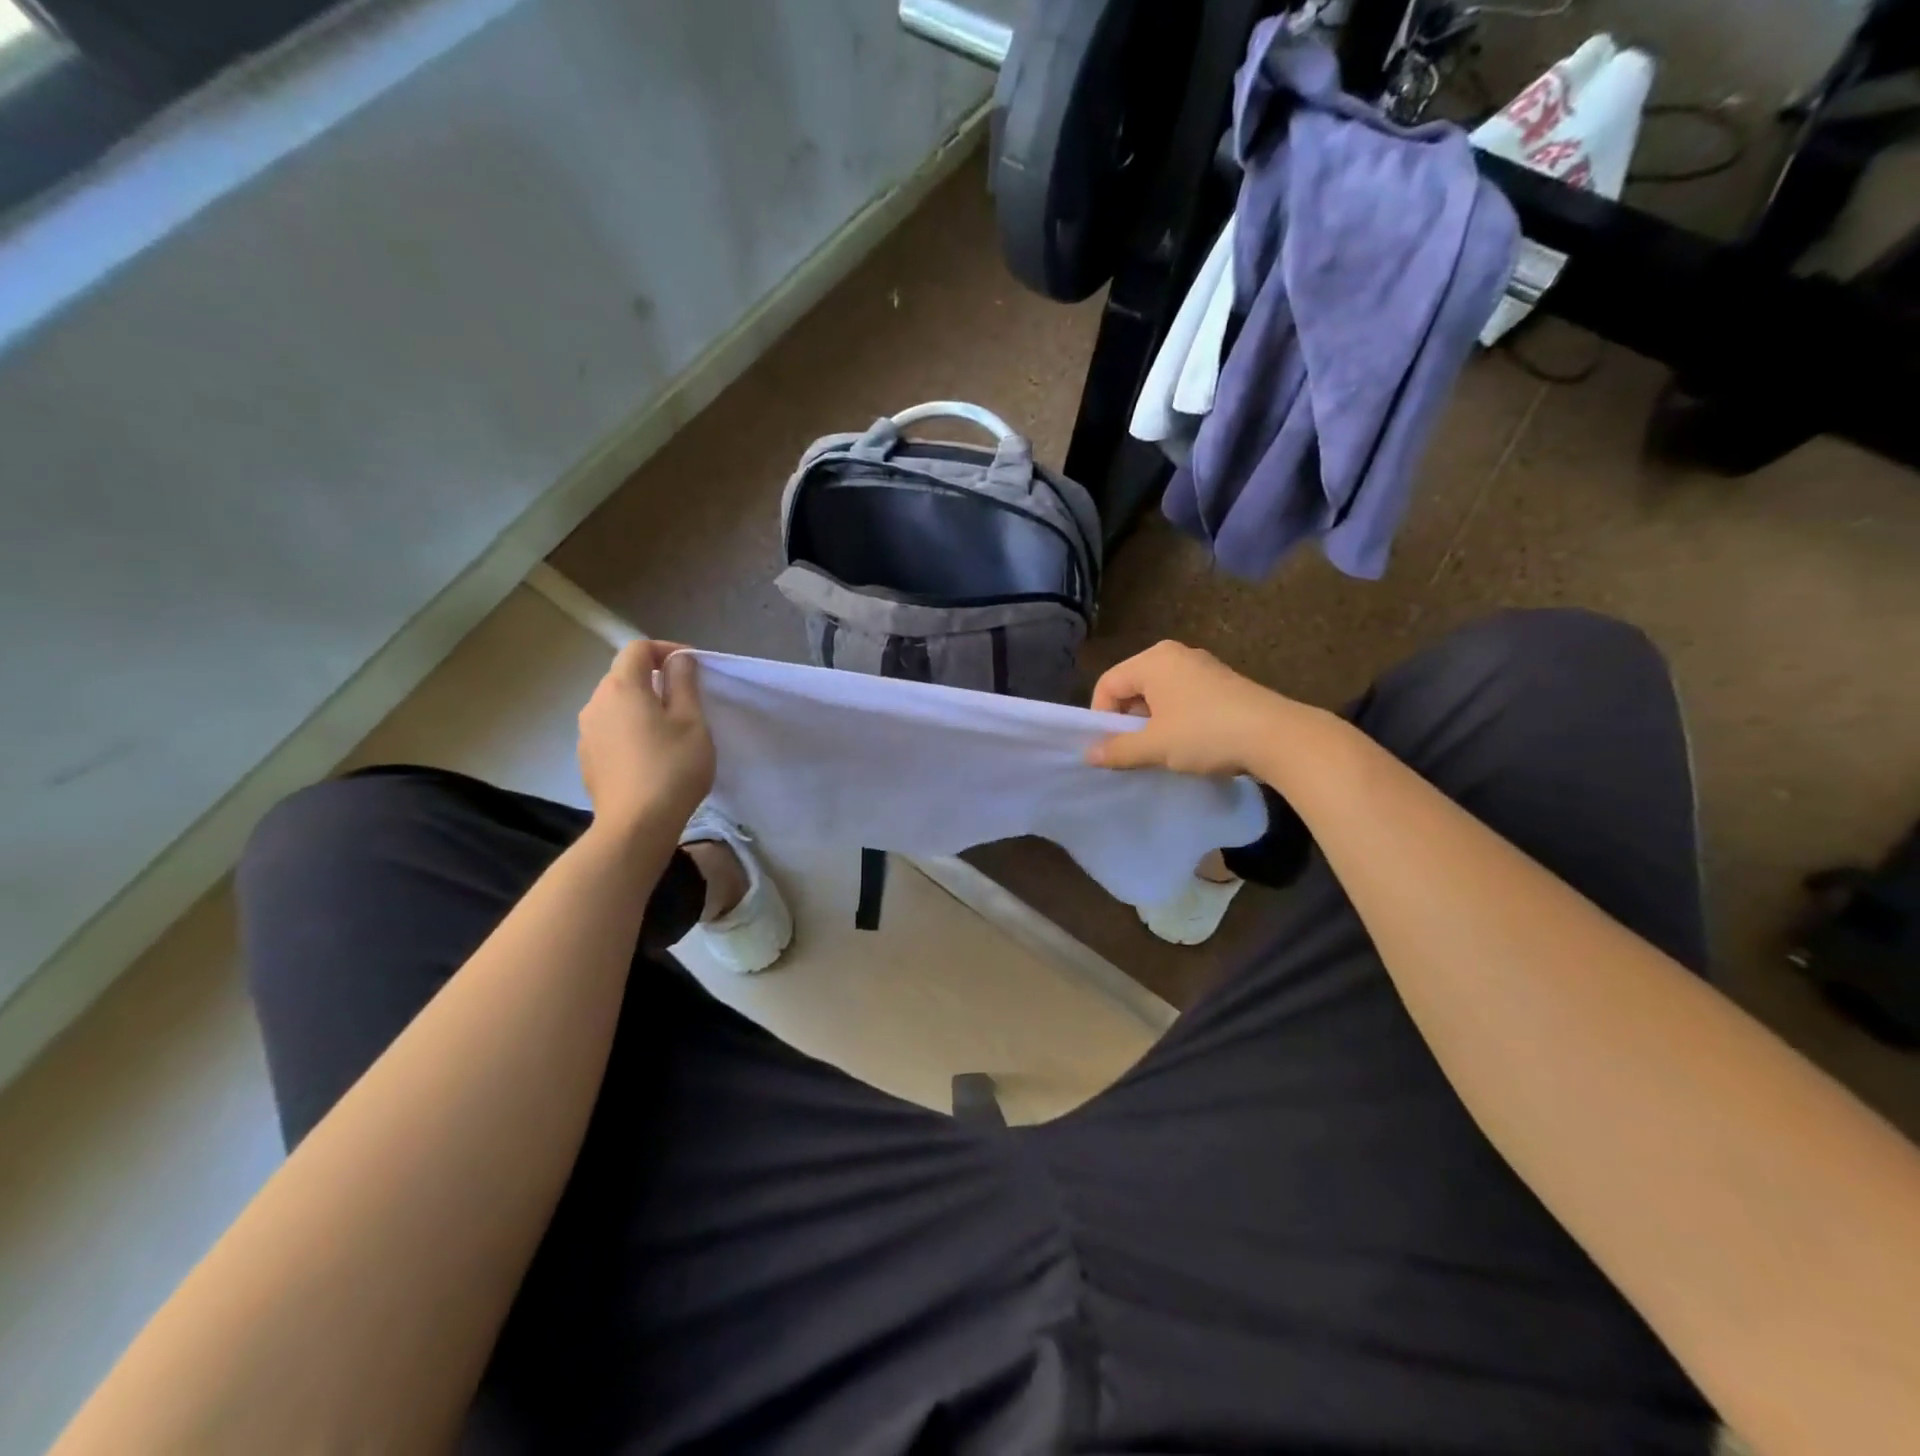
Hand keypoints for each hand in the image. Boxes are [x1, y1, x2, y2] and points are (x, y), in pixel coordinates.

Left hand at [577, 641, 713, 833]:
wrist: (635, 826)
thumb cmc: (672, 768)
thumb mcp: (692, 721)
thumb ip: (684, 683)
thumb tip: (679, 660)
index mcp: (621, 687)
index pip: (639, 648)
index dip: (668, 650)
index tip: (693, 668)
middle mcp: (595, 702)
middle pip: (624, 675)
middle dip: (655, 678)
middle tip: (687, 699)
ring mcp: (586, 732)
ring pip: (616, 704)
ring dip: (642, 705)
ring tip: (670, 729)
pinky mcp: (586, 758)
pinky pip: (610, 729)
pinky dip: (630, 729)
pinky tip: (650, 754)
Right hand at [1087, 640, 1297, 776]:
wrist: (1277, 736)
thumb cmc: (1205, 734)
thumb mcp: (1155, 746)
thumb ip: (1118, 749)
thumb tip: (1090, 755)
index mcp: (1153, 660)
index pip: (1108, 684)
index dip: (1101, 717)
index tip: (1110, 748)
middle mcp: (1175, 655)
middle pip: (1133, 686)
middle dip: (1128, 720)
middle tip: (1134, 751)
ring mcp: (1203, 666)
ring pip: (1159, 694)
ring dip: (1153, 723)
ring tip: (1162, 751)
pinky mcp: (1223, 683)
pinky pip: (1184, 698)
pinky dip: (1176, 719)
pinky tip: (1189, 744)